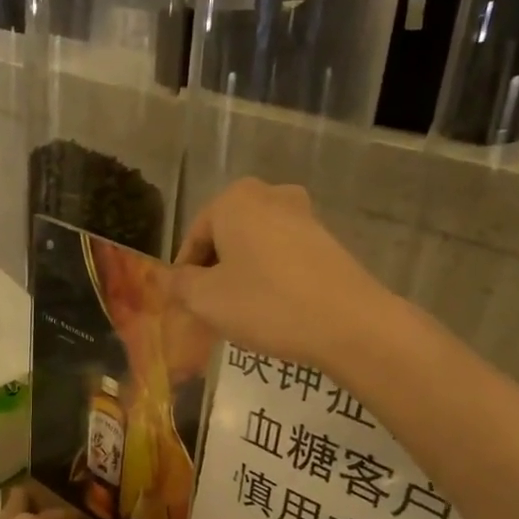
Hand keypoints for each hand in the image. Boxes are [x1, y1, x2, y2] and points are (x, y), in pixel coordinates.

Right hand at [171, 179, 393, 376]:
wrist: (349, 323)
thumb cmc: (266, 304)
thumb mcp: (206, 300)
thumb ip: (179, 285)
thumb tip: (169, 279)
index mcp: (234, 199)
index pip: (193, 238)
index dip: (184, 275)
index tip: (186, 306)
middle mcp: (269, 194)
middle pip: (225, 238)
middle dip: (214, 272)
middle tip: (211, 310)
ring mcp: (303, 215)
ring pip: (255, 247)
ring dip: (243, 275)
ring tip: (242, 313)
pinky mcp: (327, 239)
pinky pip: (283, 256)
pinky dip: (271, 277)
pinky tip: (274, 309)